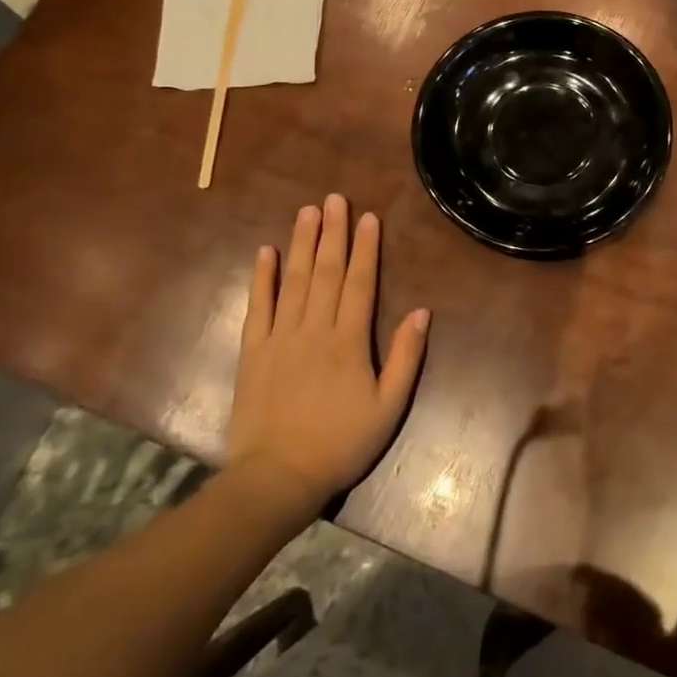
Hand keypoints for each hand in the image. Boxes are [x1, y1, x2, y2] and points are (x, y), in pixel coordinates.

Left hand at [226, 194, 428, 505]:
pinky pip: (258, 306)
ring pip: (294, 280)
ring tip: (307, 211)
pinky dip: (262, 278)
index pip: (359, 283)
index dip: (365, 248)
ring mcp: (280, 337)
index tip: (368, 217)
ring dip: (301, 243)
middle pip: (325, 272)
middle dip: (332, 233)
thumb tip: (422, 312)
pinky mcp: (253, 351)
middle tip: (335, 199)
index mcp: (349, 341)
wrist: (277, 477)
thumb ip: (406, 357)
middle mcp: (314, 329)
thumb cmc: (341, 443)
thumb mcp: (389, 407)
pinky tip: (266, 252)